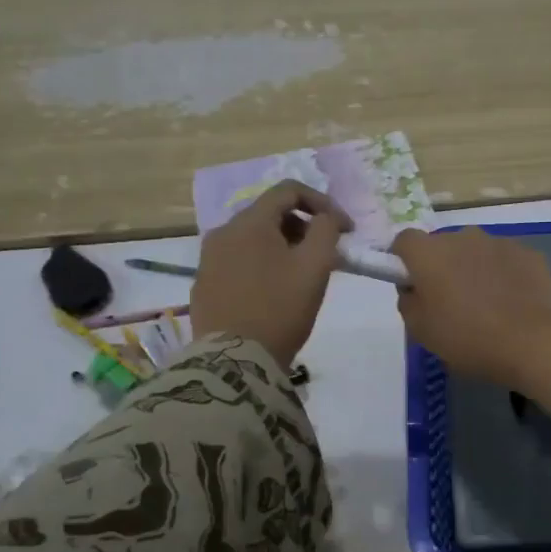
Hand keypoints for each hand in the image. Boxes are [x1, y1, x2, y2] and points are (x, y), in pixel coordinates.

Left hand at [192, 181, 351, 366]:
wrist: (235, 361)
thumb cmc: (281, 308)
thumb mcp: (315, 266)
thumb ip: (327, 230)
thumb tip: (326, 218)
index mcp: (249, 222)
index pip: (289, 190)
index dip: (323, 203)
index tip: (345, 229)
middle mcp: (223, 232)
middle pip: (270, 214)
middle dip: (304, 227)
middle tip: (326, 255)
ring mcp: (209, 260)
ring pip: (253, 239)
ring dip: (283, 247)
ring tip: (302, 276)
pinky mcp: (204, 285)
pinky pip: (239, 262)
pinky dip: (262, 266)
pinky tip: (275, 293)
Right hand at [391, 227, 550, 409]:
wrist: (533, 343)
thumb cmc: (467, 338)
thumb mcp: (420, 331)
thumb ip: (409, 302)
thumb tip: (414, 289)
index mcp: (430, 253)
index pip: (404, 241)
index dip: (404, 261)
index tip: (412, 285)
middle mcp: (462, 237)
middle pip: (443, 245)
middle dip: (442, 266)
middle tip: (449, 302)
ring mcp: (499, 242)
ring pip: (476, 251)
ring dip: (474, 269)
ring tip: (486, 305)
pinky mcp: (529, 253)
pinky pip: (506, 261)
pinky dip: (504, 275)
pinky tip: (513, 304)